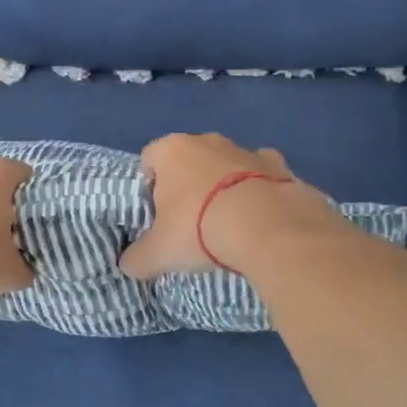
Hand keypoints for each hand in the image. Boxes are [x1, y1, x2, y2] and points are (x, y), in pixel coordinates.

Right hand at [119, 134, 319, 279]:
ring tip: (227, 224)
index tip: (157, 214)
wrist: (268, 228)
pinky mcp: (279, 165)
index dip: (150, 186)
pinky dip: (258, 191)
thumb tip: (128, 266)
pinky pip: (261, 175)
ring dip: (224, 186)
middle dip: (188, 185)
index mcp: (171, 150)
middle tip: (190, 222)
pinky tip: (259, 219)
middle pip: (189, 159)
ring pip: (226, 165)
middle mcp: (207, 140)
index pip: (149, 159)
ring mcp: (246, 149)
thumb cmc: (199, 229)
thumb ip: (137, 258)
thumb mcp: (158, 253)